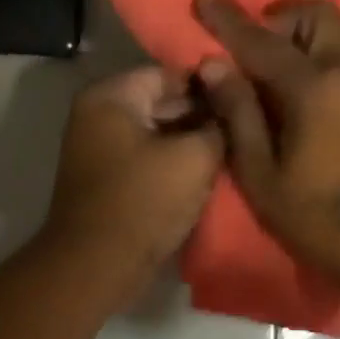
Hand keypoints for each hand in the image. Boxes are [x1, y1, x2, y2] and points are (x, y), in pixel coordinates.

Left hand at [42, 66, 223, 288]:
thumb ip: (218, 124)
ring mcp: (97, 147)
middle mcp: (97, 114)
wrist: (96, 265)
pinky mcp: (105, 177)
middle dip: (200, 113)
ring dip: (189, 140)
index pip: (169, 73)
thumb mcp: (194, 158)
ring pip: (156, 131)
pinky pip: (145, 156)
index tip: (243, 99)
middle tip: (243, 126)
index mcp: (110, 96)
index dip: (209, 85)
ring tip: (231, 149)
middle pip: (160, 101)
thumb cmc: (143, 201)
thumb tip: (230, 107)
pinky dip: (171, 161)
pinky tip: (205, 172)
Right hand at [195, 0, 339, 296]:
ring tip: (279, 85)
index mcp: (315, 89)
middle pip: (319, 15)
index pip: (262, 41)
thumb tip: (214, 66)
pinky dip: (325, 69)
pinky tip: (313, 113)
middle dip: (281, 17)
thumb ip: (238, 114)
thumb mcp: (263, 176)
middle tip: (255, 51)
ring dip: (305, 43)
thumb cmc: (321, 221)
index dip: (228, 20)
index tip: (204, 0)